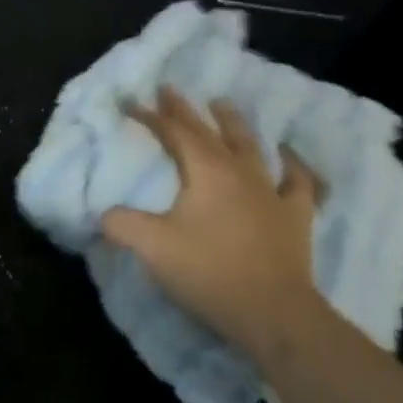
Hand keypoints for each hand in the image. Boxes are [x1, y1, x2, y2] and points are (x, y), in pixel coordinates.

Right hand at [101, 88, 322, 362]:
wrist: (274, 314)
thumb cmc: (210, 272)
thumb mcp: (152, 247)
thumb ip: (122, 224)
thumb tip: (104, 214)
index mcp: (205, 171)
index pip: (173, 133)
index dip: (150, 116)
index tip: (131, 102)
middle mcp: (239, 172)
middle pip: (208, 132)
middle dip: (185, 110)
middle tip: (169, 89)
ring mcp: (271, 192)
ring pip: (251, 146)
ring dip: (234, 123)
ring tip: (223, 103)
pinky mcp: (295, 218)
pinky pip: (298, 182)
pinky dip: (293, 165)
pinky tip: (288, 156)